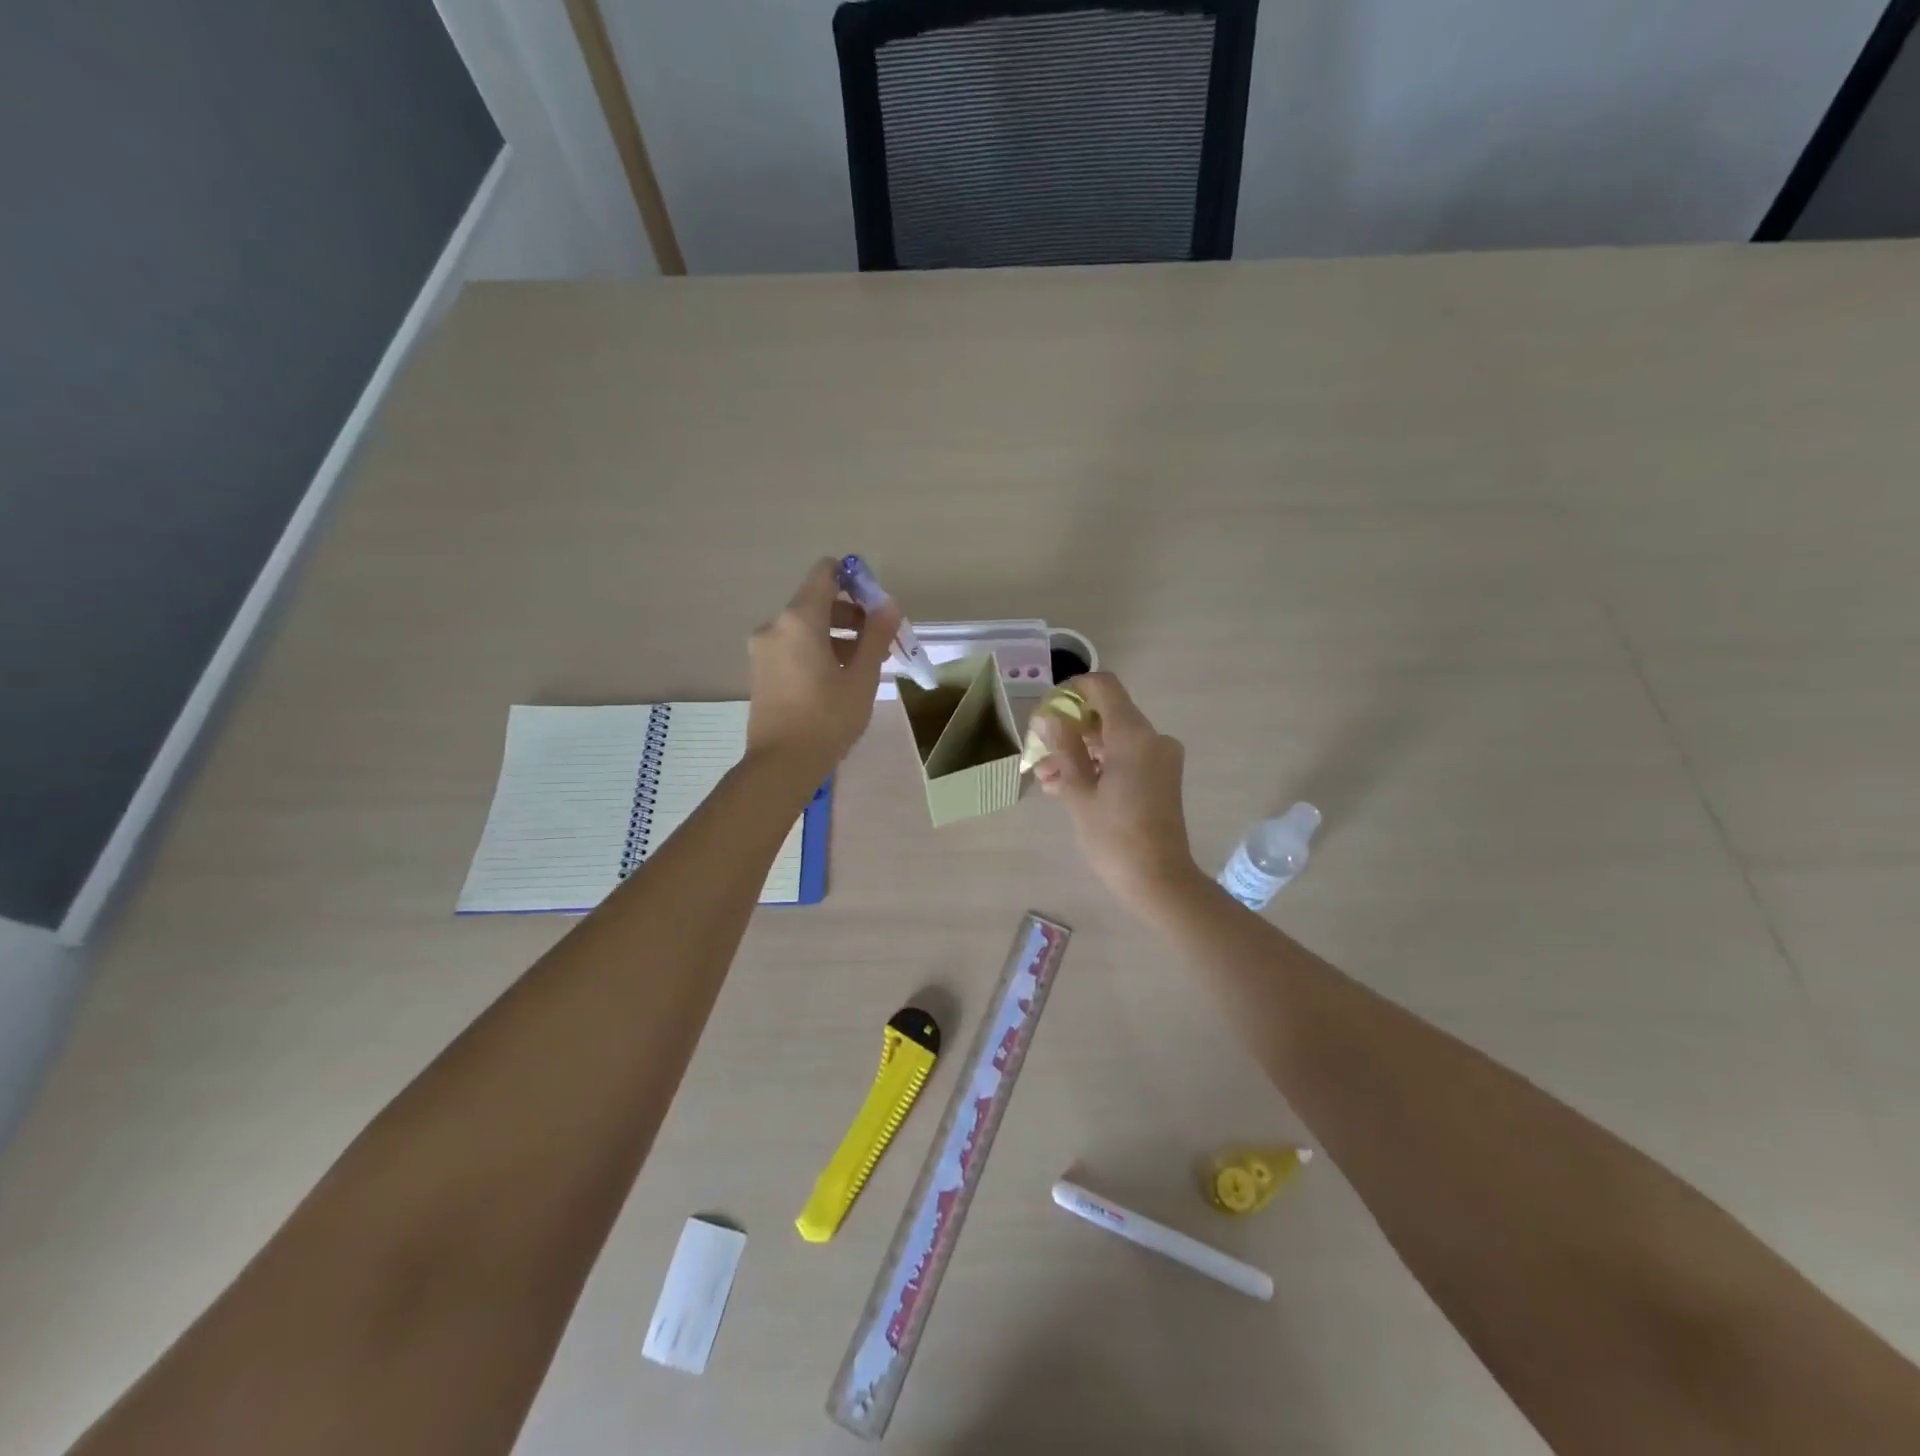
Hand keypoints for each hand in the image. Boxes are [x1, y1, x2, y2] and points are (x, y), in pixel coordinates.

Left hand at [747, 558, 900, 779]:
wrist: (782, 764)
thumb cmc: (828, 718)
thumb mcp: (862, 677)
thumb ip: (876, 635)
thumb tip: (889, 604)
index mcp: (800, 619)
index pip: (825, 573)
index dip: (853, 579)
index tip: (875, 605)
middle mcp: (775, 625)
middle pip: (817, 601)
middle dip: (850, 615)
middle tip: (877, 643)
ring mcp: (763, 649)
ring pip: (805, 627)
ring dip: (835, 635)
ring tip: (861, 666)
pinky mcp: (760, 670)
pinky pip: (792, 646)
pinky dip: (816, 650)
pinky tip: (836, 679)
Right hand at [1032, 673, 1202, 906]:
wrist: (1159, 880)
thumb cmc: (1114, 837)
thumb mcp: (1079, 792)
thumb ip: (1063, 748)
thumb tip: (1047, 718)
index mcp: (1133, 735)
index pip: (1104, 687)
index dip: (1073, 690)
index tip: (1048, 709)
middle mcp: (1152, 738)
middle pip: (1106, 715)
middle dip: (1070, 730)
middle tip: (1039, 753)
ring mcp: (1159, 758)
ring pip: (1113, 740)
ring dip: (1079, 752)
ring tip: (1046, 779)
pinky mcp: (1160, 777)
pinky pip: (1125, 758)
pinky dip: (1098, 766)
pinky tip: (1066, 787)